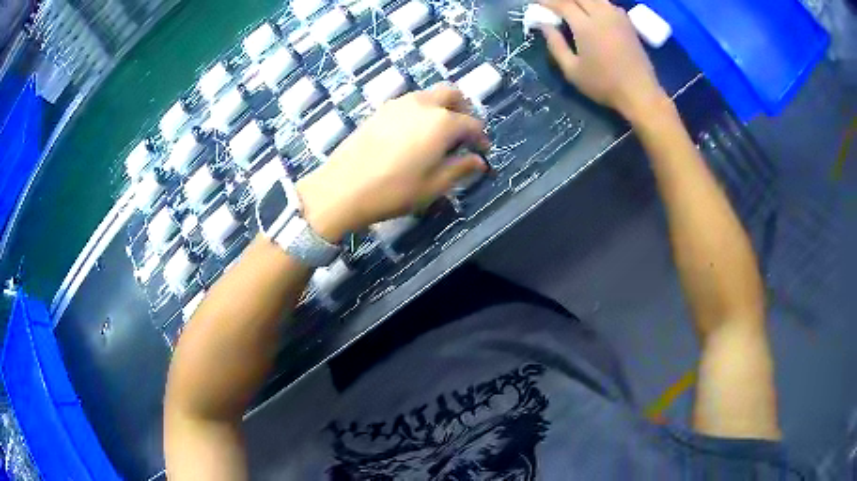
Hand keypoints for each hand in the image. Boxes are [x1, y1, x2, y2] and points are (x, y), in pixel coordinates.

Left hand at [296, 85, 489, 240]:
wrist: (343, 188)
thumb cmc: (394, 190)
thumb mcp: (434, 185)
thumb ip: (460, 168)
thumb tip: (478, 161)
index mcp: (442, 122)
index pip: (472, 124)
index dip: (481, 138)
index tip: (482, 152)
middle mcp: (423, 104)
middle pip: (452, 94)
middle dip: (463, 110)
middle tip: (462, 133)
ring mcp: (399, 104)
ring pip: (429, 95)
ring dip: (441, 108)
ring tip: (438, 135)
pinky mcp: (380, 110)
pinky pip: (410, 102)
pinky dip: (421, 111)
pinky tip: (414, 135)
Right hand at [541, 0, 668, 121]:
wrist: (640, 93)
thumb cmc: (604, 85)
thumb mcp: (572, 70)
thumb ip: (555, 44)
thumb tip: (544, 25)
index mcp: (585, 26)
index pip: (562, 3)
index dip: (547, 1)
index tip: (537, 3)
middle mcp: (602, 14)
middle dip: (564, 0)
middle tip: (554, 5)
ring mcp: (617, 17)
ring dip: (580, 0)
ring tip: (572, 7)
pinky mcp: (627, 23)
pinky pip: (607, 4)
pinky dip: (596, 3)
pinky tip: (592, 11)